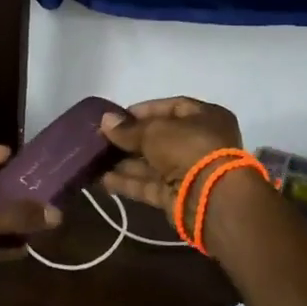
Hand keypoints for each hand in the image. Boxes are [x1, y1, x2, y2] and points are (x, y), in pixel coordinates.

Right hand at [99, 97, 244, 211]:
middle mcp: (199, 142)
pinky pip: (149, 185)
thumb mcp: (155, 131)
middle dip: (129, 139)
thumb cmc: (189, 148)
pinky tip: (102, 179)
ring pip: (151, 164)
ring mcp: (189, 171)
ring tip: (94, 159)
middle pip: (159, 138)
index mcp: (205, 118)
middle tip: (100, 139)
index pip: (171, 107)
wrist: (213, 198)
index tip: (116, 117)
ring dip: (124, 162)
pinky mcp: (177, 196)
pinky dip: (127, 182)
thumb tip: (105, 121)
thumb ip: (128, 129)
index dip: (143, 111)